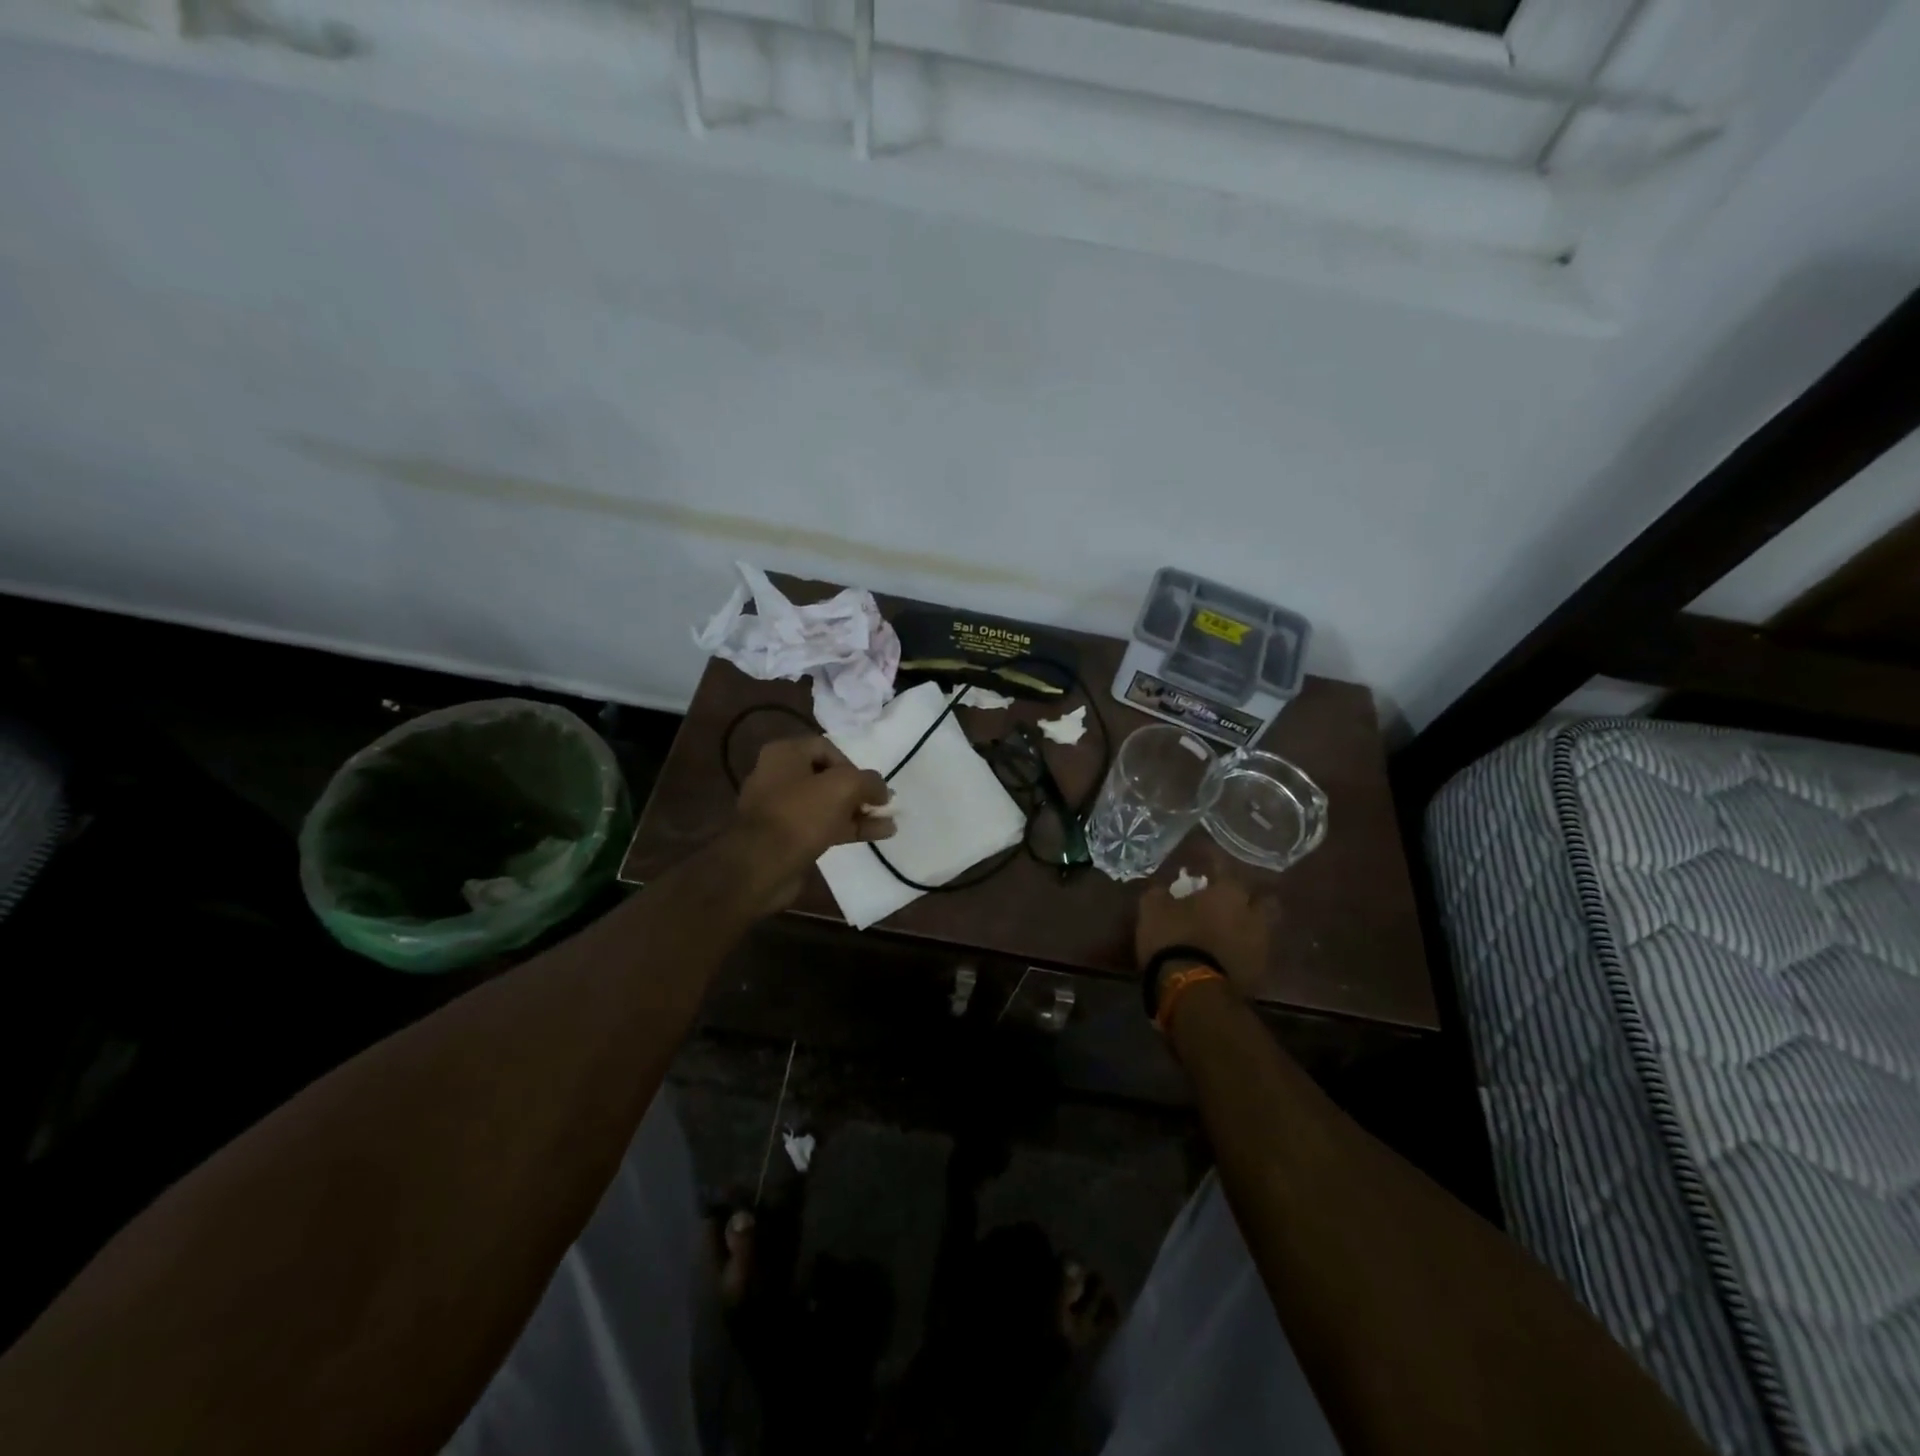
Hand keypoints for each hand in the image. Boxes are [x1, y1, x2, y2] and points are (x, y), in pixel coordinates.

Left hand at [733, 735, 893, 909]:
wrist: (762, 865)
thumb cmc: (801, 814)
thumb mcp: (844, 786)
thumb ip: (870, 782)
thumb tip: (882, 791)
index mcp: (785, 754)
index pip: (827, 748)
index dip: (853, 764)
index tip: (868, 785)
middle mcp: (779, 776)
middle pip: (829, 778)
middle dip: (859, 791)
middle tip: (882, 804)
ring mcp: (782, 809)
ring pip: (828, 804)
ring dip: (859, 812)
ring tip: (889, 821)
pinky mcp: (788, 837)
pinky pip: (823, 826)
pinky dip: (849, 828)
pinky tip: (878, 835)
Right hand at [1136, 877, 1268, 992]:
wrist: (1192, 991)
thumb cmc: (1173, 939)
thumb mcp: (1152, 909)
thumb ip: (1160, 893)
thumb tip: (1162, 888)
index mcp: (1228, 892)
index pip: (1224, 867)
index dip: (1214, 864)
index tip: (1205, 865)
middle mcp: (1252, 914)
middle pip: (1262, 899)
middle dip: (1249, 898)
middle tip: (1231, 900)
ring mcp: (1260, 945)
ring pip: (1262, 928)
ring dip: (1249, 926)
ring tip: (1231, 930)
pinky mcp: (1260, 974)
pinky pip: (1254, 954)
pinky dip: (1245, 952)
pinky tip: (1229, 954)